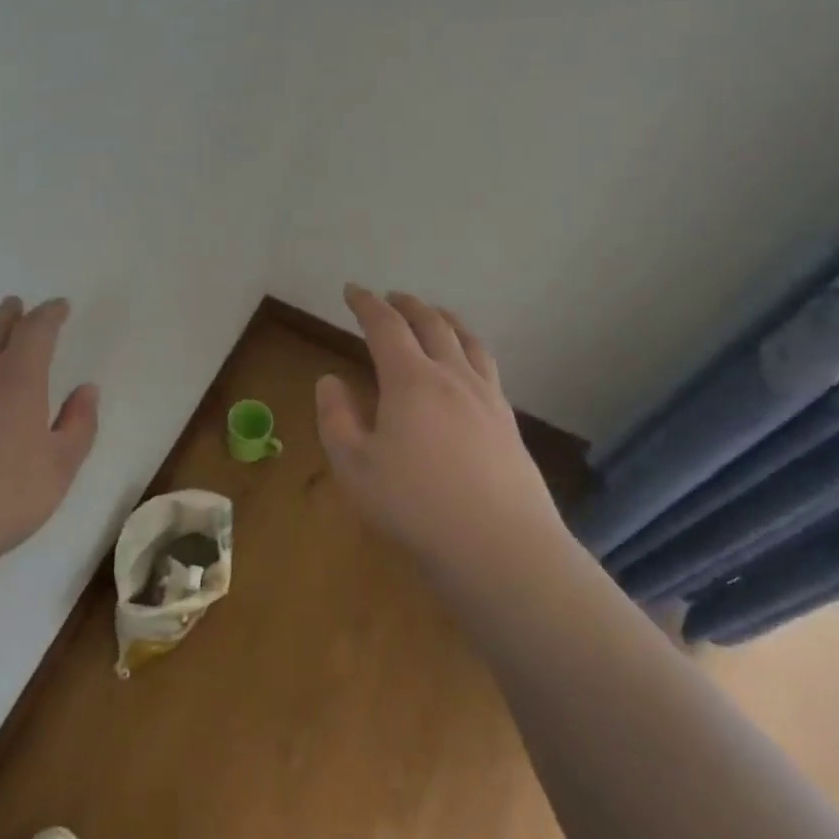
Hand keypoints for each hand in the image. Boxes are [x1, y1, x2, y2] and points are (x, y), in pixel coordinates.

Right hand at [315, 286, 562, 575]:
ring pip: (467, 341)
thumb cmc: (415, 506)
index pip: (385, 326)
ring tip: (436, 315)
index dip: (366, 304)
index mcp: (411, 380)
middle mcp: (452, 377)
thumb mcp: (354, 466)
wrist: (501, 548)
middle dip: (407, 305)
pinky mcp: (509, 424)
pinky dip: (470, 349)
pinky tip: (468, 367)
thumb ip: (336, 418)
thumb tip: (330, 380)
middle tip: (391, 297)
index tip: (351, 290)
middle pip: (432, 324)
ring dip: (445, 320)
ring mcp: (487, 399)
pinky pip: (487, 367)